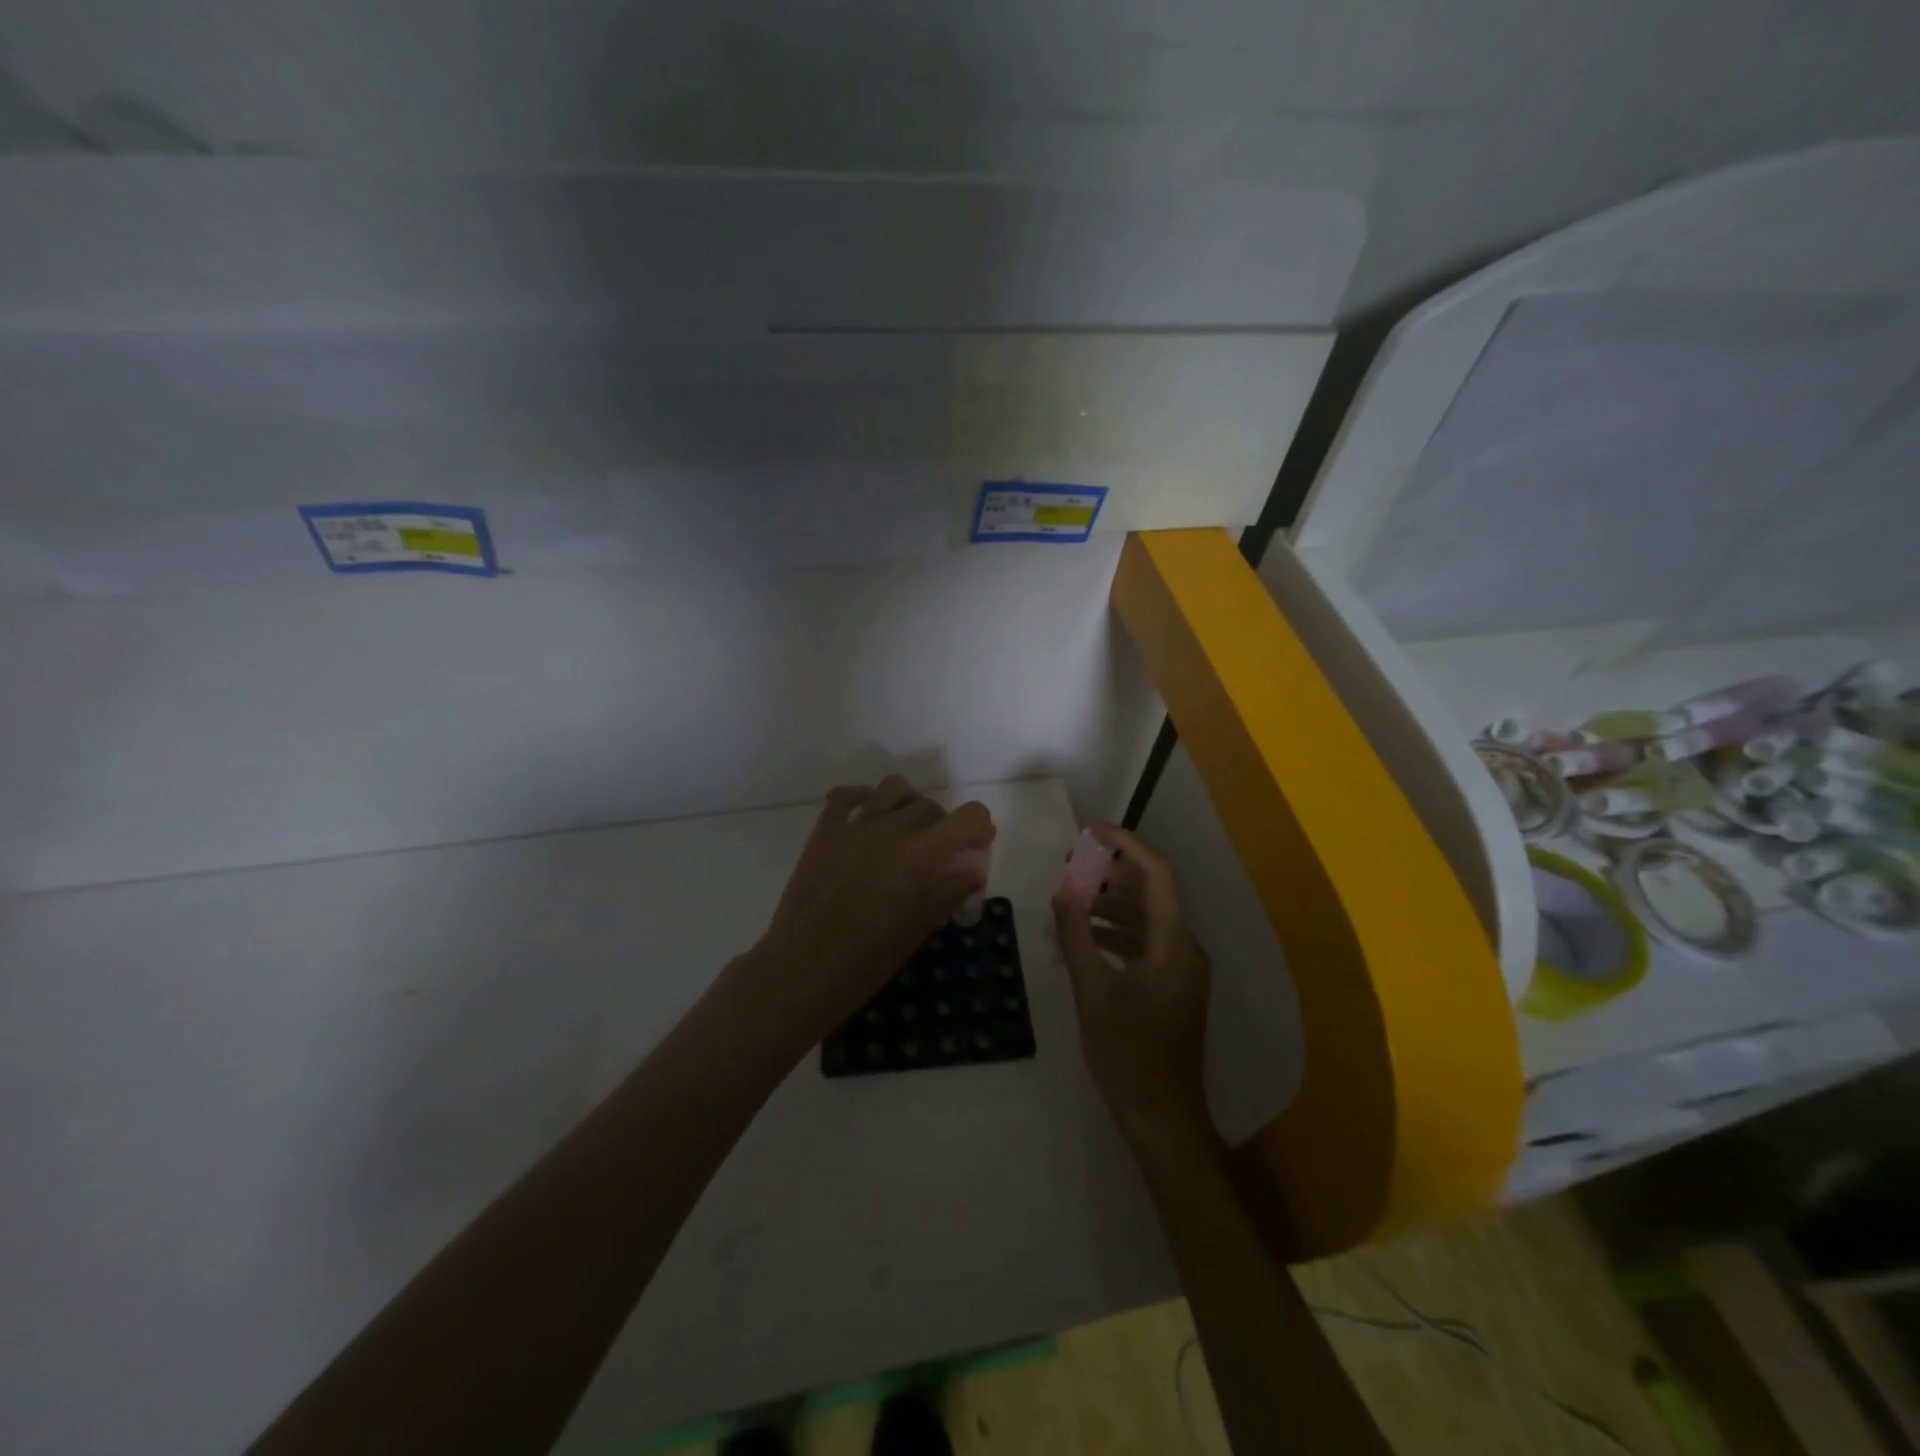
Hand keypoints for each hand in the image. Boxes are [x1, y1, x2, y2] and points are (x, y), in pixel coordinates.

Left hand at [747, 775, 994, 1039]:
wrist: (804, 967)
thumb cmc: (869, 957)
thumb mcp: (921, 927)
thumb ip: (950, 890)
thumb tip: (972, 868)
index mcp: (923, 853)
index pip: (970, 816)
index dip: (978, 830)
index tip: (973, 851)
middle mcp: (893, 827)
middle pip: (932, 807)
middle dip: (942, 827)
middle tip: (935, 859)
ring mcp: (855, 824)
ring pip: (894, 788)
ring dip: (908, 804)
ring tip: (904, 831)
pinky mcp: (825, 830)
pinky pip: (847, 795)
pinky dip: (864, 799)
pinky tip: (867, 819)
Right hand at [1052, 823, 1213, 1146]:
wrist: (1162, 1117)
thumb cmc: (1128, 1053)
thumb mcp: (1093, 991)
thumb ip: (1077, 936)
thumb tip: (1064, 891)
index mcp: (1174, 942)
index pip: (1157, 874)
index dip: (1127, 844)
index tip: (1091, 832)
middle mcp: (1185, 948)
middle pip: (1153, 893)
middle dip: (1112, 874)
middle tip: (1072, 867)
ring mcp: (1182, 970)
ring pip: (1148, 919)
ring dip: (1112, 905)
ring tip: (1072, 900)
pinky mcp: (1174, 988)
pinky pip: (1147, 944)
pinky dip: (1117, 933)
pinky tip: (1086, 939)